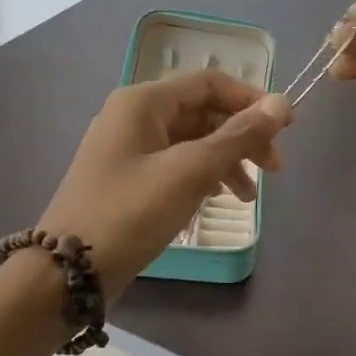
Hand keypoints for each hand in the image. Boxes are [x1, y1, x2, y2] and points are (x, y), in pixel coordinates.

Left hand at [38, 71, 293, 299]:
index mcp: (143, 102)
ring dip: (226, 161)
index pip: (209, 83)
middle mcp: (133, 116)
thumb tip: (281, 104)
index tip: (287, 128)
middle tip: (274, 170)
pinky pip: (176, 165)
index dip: (251, 101)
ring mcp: (129, 149)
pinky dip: (203, 177)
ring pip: (192, 142)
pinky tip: (219, 198)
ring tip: (249, 196)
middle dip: (242, 137)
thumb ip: (237, 136)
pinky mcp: (128, 180)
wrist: (69, 272)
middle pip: (202, 112)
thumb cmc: (130, 213)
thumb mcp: (189, 172)